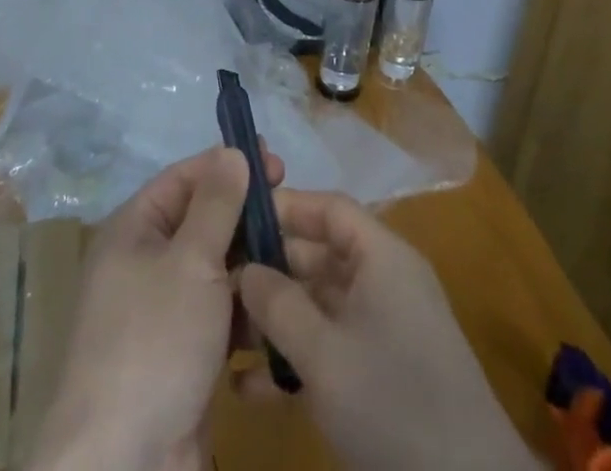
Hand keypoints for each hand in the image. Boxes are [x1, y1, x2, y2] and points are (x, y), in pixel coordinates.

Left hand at [28, 144, 283, 470]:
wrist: (124, 465)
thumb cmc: (154, 341)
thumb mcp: (190, 260)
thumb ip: (216, 204)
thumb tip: (232, 151)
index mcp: (134, 230)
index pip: (184, 178)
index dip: (227, 165)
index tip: (276, 163)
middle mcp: (145, 263)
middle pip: (202, 222)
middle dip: (246, 216)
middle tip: (292, 212)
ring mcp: (164, 312)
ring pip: (215, 269)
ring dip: (252, 263)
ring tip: (297, 259)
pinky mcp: (183, 354)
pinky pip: (220, 314)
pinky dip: (247, 309)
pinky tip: (282, 308)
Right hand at [235, 189, 542, 470]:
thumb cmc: (394, 403)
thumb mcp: (325, 354)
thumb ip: (279, 304)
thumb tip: (243, 268)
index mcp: (381, 256)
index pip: (329, 208)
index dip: (285, 207)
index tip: (235, 218)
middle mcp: (384, 280)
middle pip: (320, 255)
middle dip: (269, 270)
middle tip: (216, 284)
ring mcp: (383, 328)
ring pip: (319, 305)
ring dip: (275, 320)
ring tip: (224, 336)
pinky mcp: (381, 373)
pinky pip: (331, 346)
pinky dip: (295, 359)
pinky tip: (248, 386)